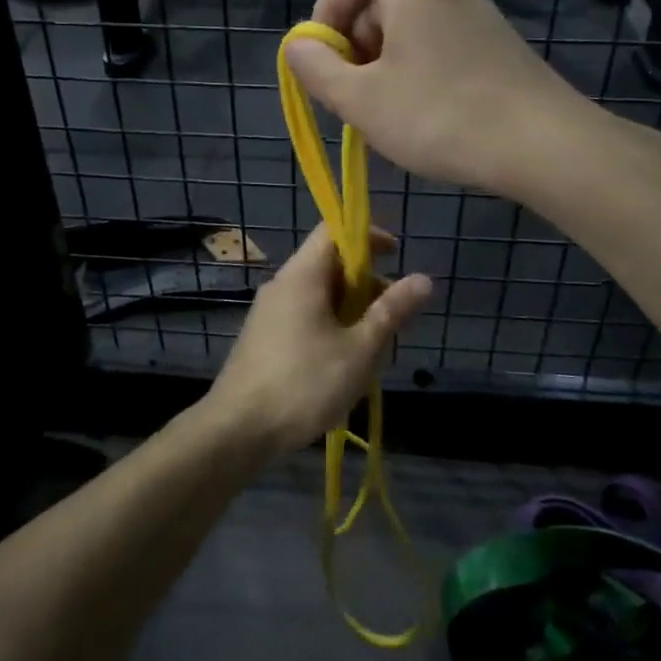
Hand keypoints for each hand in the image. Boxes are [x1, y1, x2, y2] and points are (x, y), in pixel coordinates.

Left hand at [208, 225, 430, 458]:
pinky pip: (304, 317)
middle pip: (329, 264)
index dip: (367, 235)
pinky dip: (331, 326)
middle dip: (366, 282)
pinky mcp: (264, 338)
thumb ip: (391, 311)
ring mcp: (269, 312)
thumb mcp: (359, 349)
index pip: (333, 231)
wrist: (237, 430)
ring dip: (351, 310)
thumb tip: (423, 279)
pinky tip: (344, 364)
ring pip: (319, 295)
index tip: (396, 255)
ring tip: (374, 347)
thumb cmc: (304, 383)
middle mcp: (282, 285)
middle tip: (394, 316)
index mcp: (302, 275)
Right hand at [283, 0, 594, 196]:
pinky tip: (427, 112)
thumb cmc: (440, 117)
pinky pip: (441, 41)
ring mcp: (478, 11)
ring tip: (387, 110)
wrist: (543, 144)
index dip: (326, 8)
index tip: (322, 58)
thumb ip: (316, 68)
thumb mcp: (361, 99)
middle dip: (355, 41)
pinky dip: (419, 67)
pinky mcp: (498, 41)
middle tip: (352, 94)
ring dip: (385, 60)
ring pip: (411, 23)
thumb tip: (298, 46)